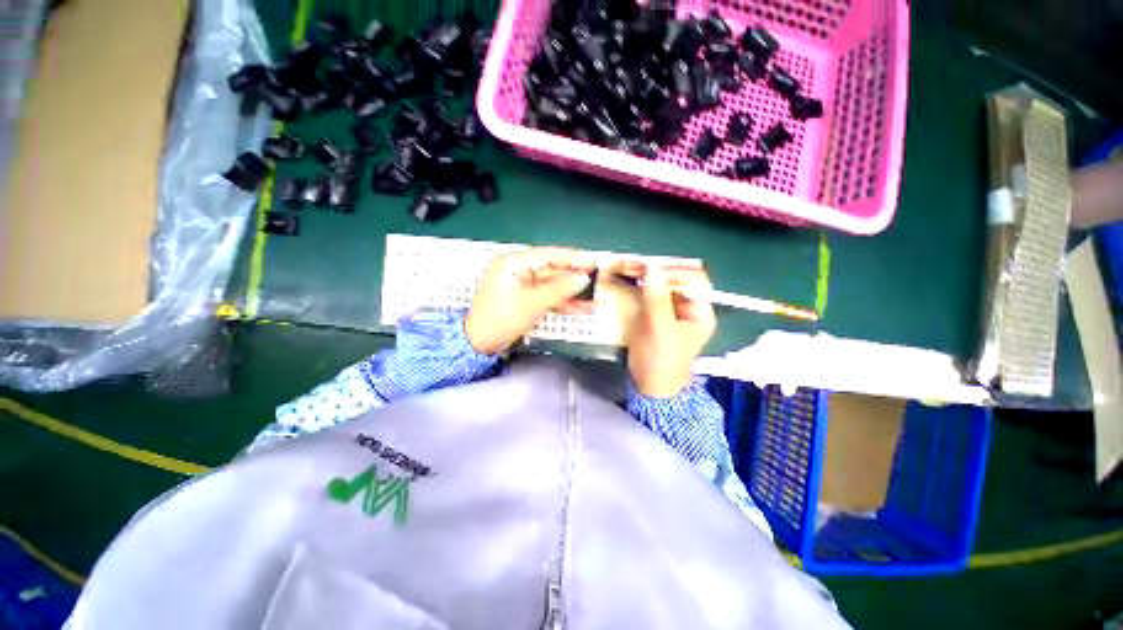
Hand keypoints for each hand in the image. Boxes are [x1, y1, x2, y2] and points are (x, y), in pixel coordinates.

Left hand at [465, 248, 595, 354]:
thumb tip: (582, 279)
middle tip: (596, 282)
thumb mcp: (531, 303)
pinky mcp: (526, 301)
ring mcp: (523, 287)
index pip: (548, 256)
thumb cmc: (498, 319)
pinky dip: (563, 303)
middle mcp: (519, 272)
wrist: (480, 344)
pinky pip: (548, 298)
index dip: (572, 259)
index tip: (591, 263)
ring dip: (572, 294)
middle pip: (553, 272)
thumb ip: (559, 290)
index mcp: (514, 264)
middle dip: (574, 280)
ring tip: (593, 300)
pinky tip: (580, 308)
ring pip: (553, 287)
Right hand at [625, 264, 716, 397]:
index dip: (674, 271)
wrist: (649, 386)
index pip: (694, 280)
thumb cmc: (661, 361)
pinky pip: (648, 294)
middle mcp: (687, 307)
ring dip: (645, 278)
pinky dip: (638, 287)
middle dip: (656, 272)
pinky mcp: (654, 315)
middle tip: (633, 268)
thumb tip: (651, 268)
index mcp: (700, 311)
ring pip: (660, 285)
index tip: (651, 270)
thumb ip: (657, 300)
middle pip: (676, 280)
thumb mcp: (661, 330)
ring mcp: (670, 311)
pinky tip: (626, 283)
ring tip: (627, 271)